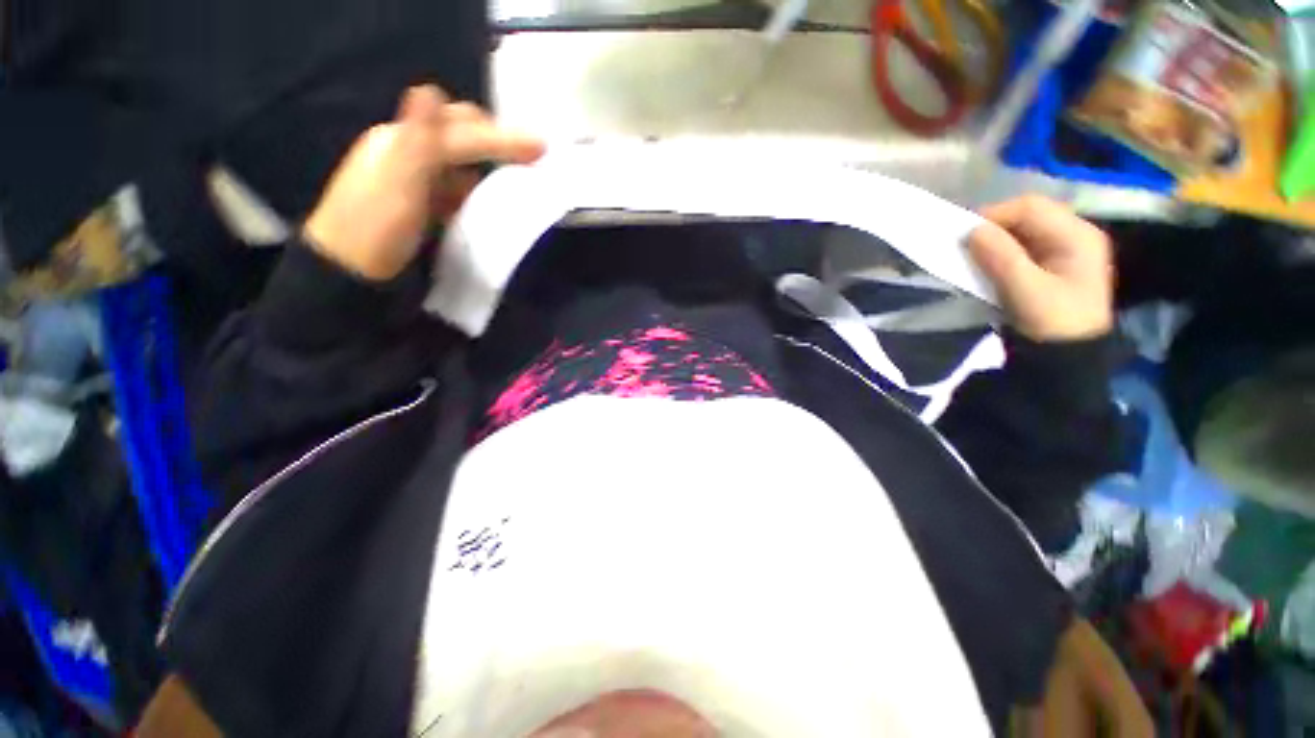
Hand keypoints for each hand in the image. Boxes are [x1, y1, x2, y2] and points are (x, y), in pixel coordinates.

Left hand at [303, 85, 544, 280]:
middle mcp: (409, 150)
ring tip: (520, 176)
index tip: (540, 149)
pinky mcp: (421, 202)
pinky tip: (492, 199)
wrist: (350, 272)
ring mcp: (414, 177)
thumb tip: (428, 90)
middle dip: (495, 139)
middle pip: (457, 132)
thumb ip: (417, 140)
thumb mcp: (396, 183)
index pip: (459, 130)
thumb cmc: (375, 228)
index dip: (499, 137)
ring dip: (489, 162)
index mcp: (401, 141)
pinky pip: (456, 184)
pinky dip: (477, 187)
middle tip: (532, 155)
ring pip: (460, 159)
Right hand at [968, 196, 1113, 341]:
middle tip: (963, 247)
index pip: (1030, 207)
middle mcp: (1073, 234)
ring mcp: (1062, 250)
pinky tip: (985, 265)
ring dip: (993, 241)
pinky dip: (998, 252)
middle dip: (992, 227)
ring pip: (1020, 230)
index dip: (994, 215)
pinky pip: (1019, 247)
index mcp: (1077, 236)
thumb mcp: (1026, 291)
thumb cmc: (1053, 323)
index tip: (962, 236)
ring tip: (970, 257)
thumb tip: (972, 231)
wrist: (1066, 358)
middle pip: (1026, 215)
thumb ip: (1001, 257)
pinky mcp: (1049, 265)